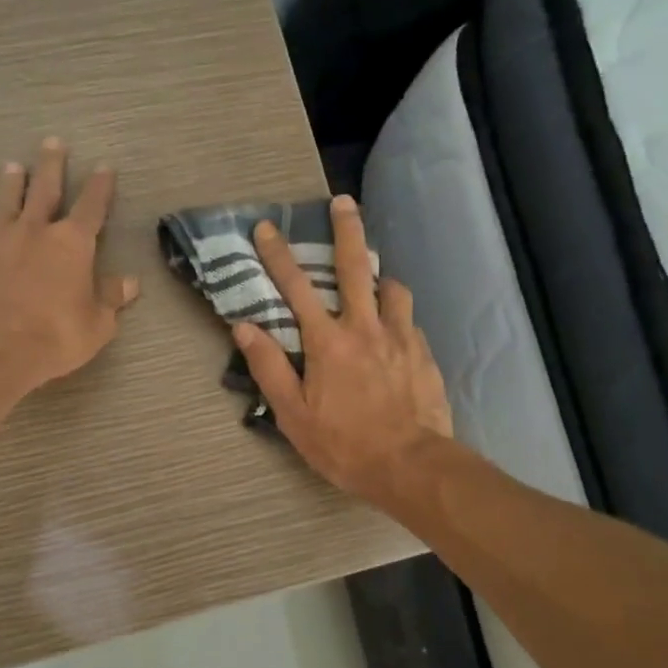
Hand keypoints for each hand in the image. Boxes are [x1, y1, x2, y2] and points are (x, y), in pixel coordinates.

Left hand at [0, 137, 139, 413]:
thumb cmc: (54, 340)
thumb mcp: (97, 326)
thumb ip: (110, 299)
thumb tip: (129, 282)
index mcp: (70, 245)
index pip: (91, 208)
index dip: (100, 187)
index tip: (104, 167)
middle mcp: (31, 234)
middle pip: (43, 191)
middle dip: (50, 166)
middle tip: (52, 142)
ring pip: (0, 205)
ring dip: (6, 186)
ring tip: (10, 166)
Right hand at [232, 195, 452, 503]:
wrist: (411, 465)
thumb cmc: (344, 444)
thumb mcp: (293, 414)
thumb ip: (269, 367)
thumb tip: (244, 328)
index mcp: (327, 341)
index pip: (296, 288)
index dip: (277, 256)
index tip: (266, 228)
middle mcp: (365, 327)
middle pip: (354, 267)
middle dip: (347, 230)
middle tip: (343, 202)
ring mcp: (400, 337)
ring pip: (391, 289)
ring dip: (378, 279)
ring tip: (373, 285)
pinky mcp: (423, 353)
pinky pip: (408, 321)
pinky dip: (397, 316)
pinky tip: (394, 333)